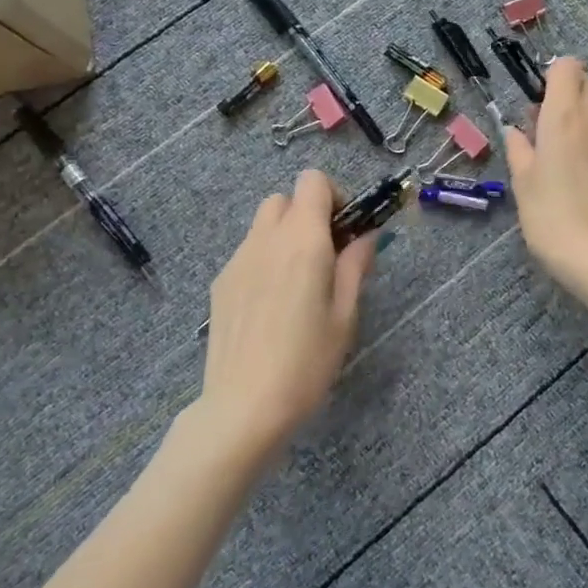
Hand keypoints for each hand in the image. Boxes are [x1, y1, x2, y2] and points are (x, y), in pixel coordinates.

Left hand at [198, 170, 377, 459]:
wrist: (243, 406)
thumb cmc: (307, 361)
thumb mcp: (345, 315)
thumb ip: (356, 266)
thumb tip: (367, 236)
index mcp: (302, 240)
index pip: (312, 180)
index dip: (334, 195)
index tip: (346, 231)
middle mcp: (265, 239)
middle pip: (284, 198)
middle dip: (307, 214)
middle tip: (325, 255)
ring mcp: (237, 260)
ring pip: (262, 224)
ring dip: (284, 236)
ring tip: (298, 283)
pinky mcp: (220, 283)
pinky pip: (248, 252)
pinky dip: (265, 259)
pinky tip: (272, 306)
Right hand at [505, 58, 587, 296]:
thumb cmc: (550, 215)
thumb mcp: (522, 181)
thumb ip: (519, 147)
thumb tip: (516, 131)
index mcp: (564, 114)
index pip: (566, 66)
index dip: (552, 78)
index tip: (541, 104)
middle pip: (586, 87)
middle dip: (569, 101)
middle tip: (551, 137)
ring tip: (575, 169)